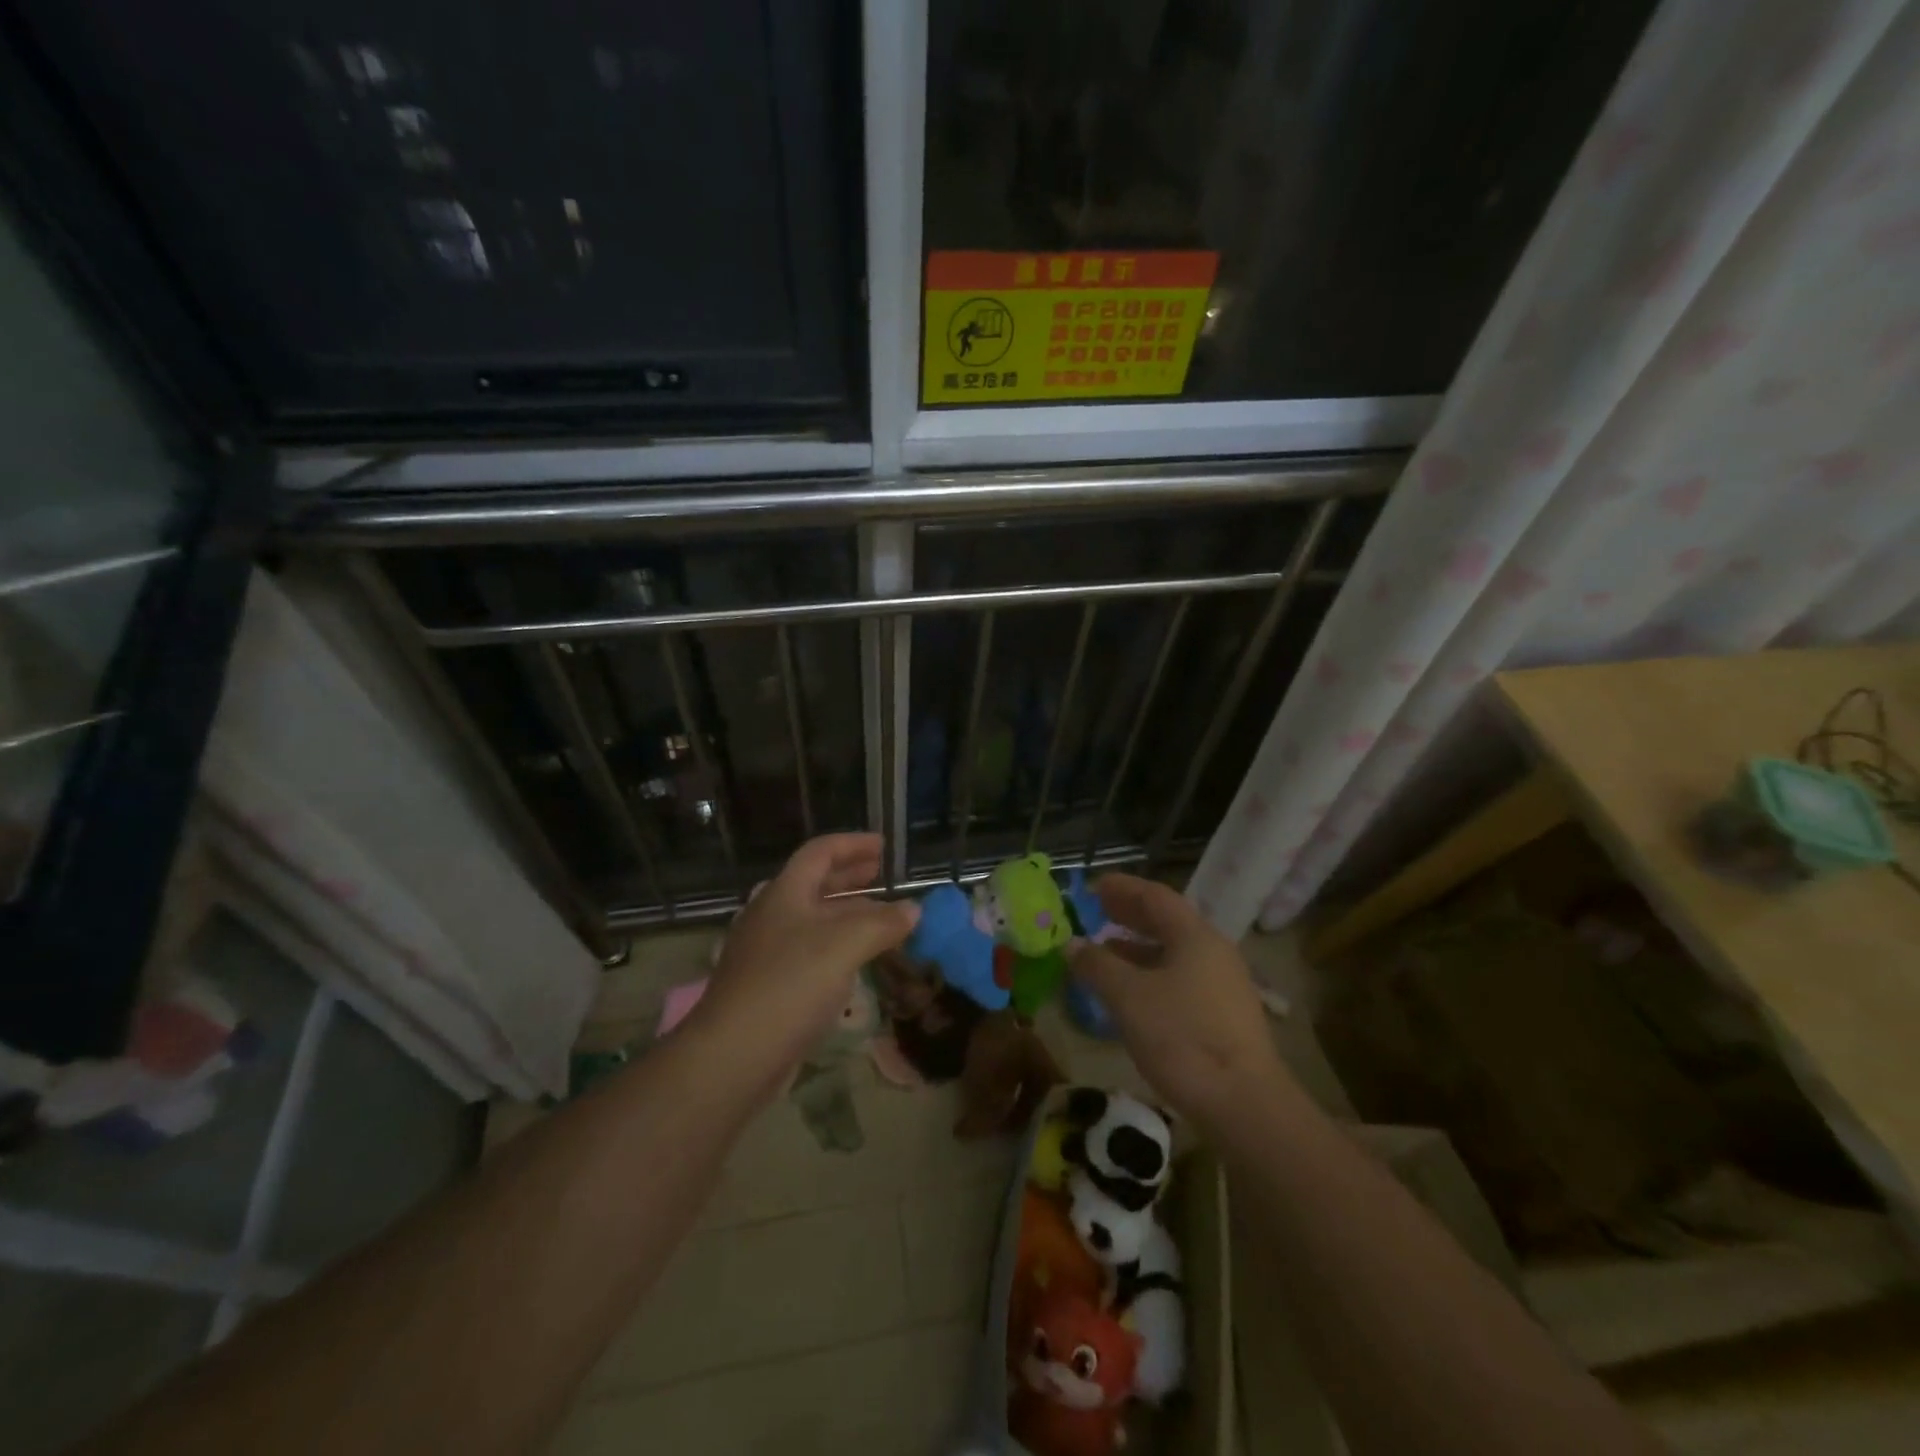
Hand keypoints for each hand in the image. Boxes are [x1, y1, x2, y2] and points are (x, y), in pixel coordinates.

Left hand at [692, 834, 917, 1078]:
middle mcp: (773, 915)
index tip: (883, 846)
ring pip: (813, 920)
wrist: (733, 1055)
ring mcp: (767, 952)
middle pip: (814, 884)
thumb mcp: (845, 945)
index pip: (820, 852)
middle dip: (850, 877)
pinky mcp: (769, 985)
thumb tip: (913, 910)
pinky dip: (838, 946)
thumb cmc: (789, 984)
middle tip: (881, 875)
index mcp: (785, 893)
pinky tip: (855, 962)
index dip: (852, 844)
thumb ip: (883, 923)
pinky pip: (810, 952)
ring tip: (881, 919)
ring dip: (848, 914)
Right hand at [1070, 874, 1294, 1132]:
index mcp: (1194, 936)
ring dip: (1137, 947)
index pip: (1155, 896)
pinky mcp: (1223, 1016)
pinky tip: (1130, 993)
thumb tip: (1071, 944)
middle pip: (1167, 922)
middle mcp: (1213, 952)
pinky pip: (1180, 978)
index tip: (1094, 886)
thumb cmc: (1182, 1037)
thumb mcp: (1128, 997)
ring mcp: (1222, 985)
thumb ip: (1097, 965)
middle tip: (1097, 911)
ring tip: (1105, 951)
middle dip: (1129, 915)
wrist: (1244, 1104)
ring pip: (1173, 953)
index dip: (1122, 888)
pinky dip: (1151, 974)